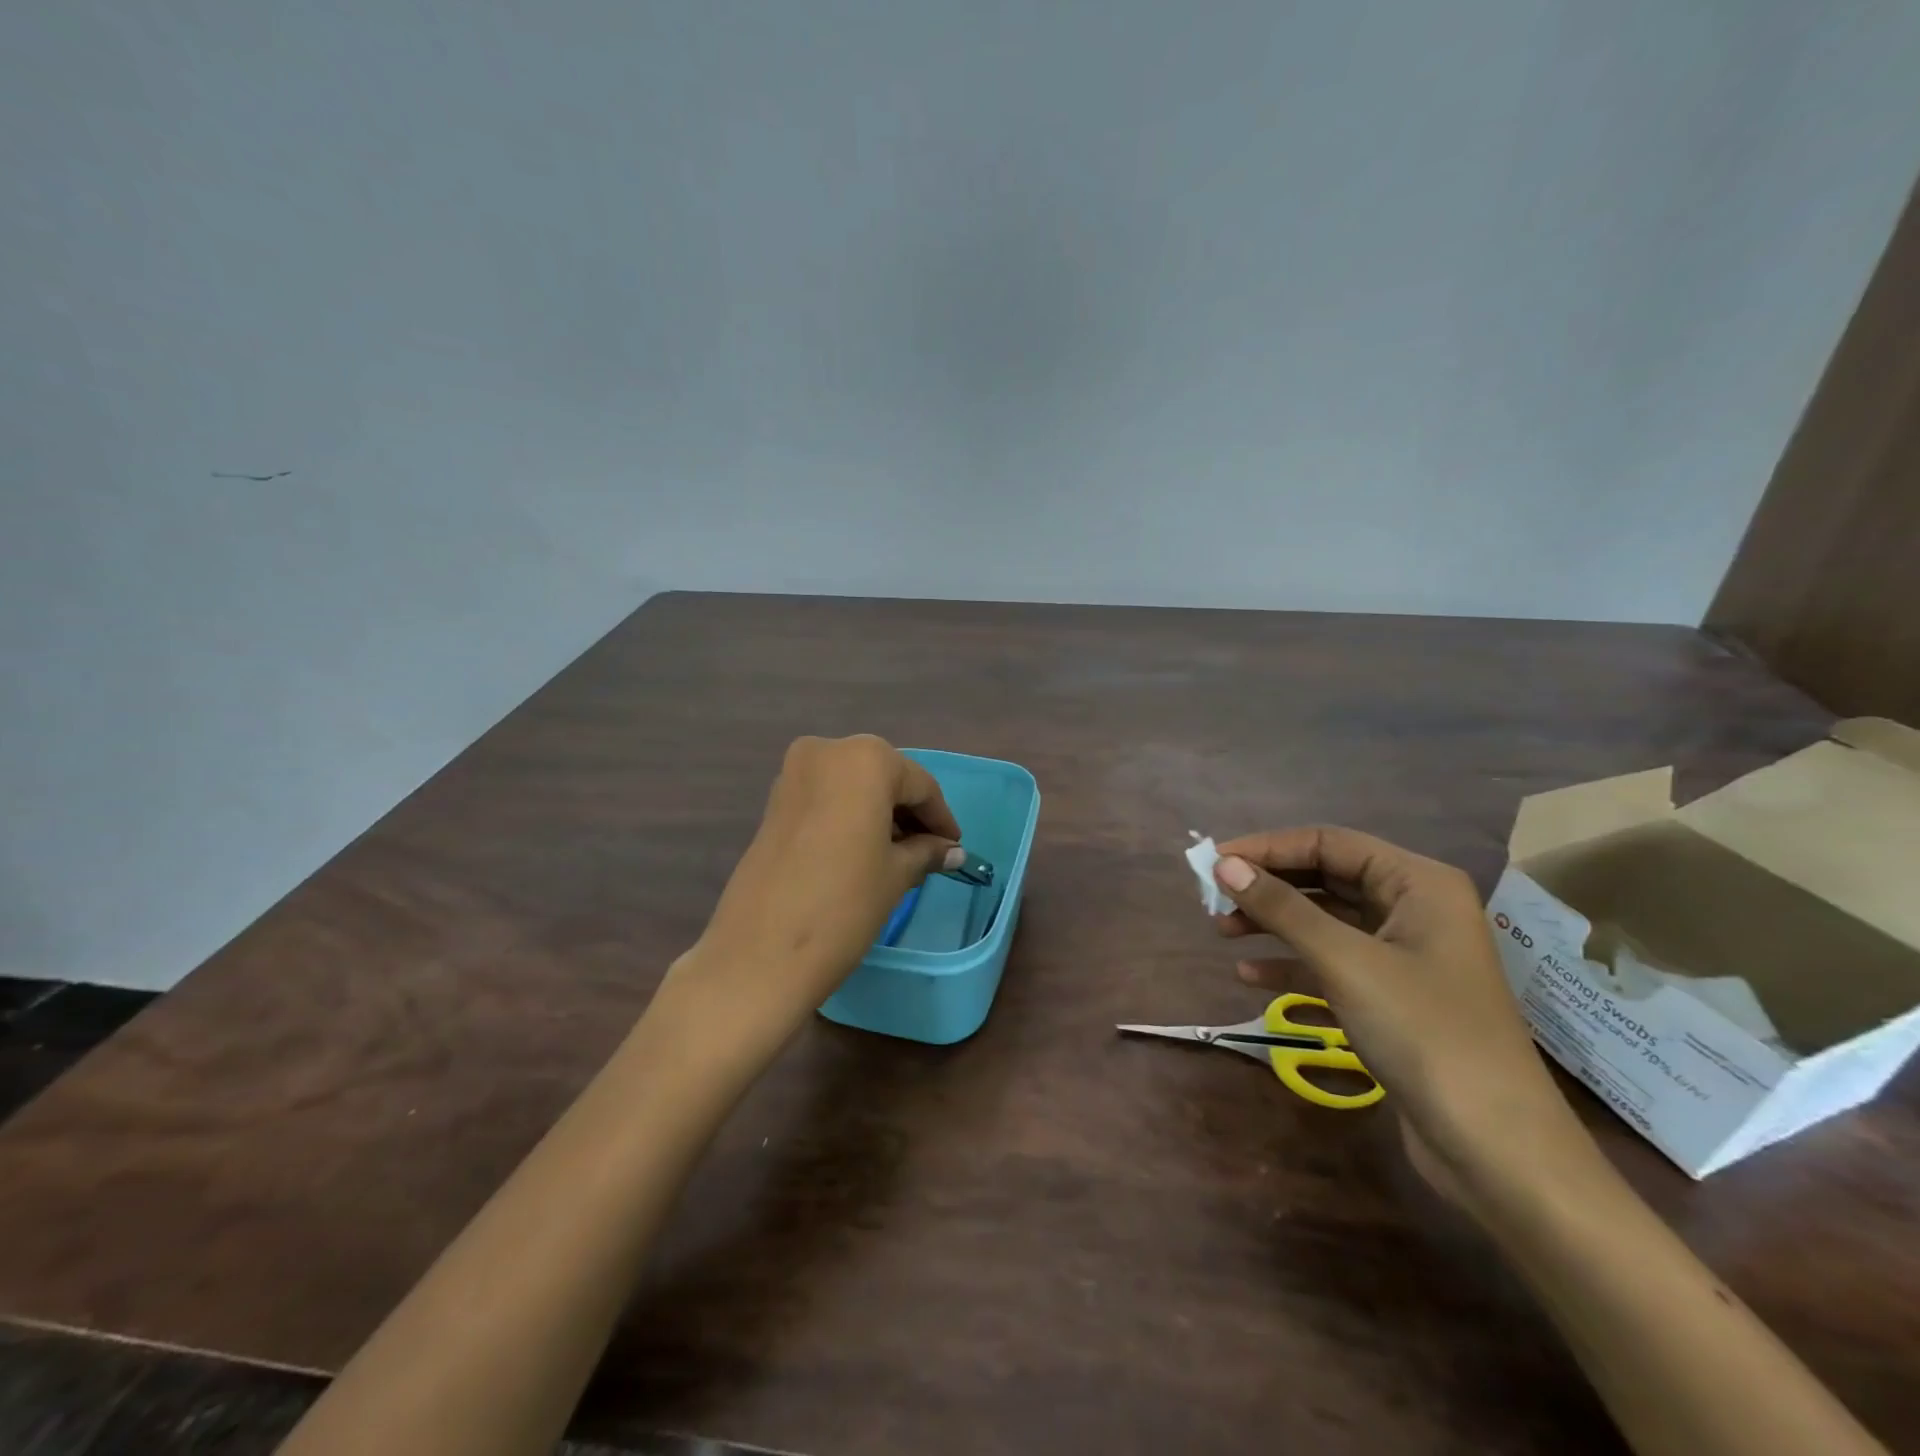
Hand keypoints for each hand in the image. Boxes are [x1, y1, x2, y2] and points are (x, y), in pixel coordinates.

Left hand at [674, 735, 962, 1040]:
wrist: (760, 953)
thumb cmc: (844, 904)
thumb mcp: (896, 875)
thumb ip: (927, 851)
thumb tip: (952, 850)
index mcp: (865, 758)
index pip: (920, 785)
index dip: (941, 818)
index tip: (955, 847)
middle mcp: (827, 751)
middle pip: (884, 777)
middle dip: (908, 812)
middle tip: (929, 851)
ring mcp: (793, 773)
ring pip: (853, 785)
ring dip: (878, 814)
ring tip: (899, 856)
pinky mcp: (774, 801)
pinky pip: (826, 797)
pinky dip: (849, 816)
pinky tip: (863, 851)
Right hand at [1209, 827, 1587, 1196]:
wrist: (1496, 1148)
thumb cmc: (1424, 1033)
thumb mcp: (1345, 962)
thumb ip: (1282, 908)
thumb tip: (1223, 865)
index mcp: (1418, 883)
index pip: (1329, 843)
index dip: (1267, 848)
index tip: (1213, 862)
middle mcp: (1413, 908)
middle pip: (1325, 878)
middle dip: (1268, 886)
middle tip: (1212, 898)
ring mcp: (1404, 955)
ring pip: (1324, 921)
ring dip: (1273, 923)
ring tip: (1222, 931)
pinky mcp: (1392, 996)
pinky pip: (1331, 962)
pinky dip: (1290, 963)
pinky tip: (1248, 976)